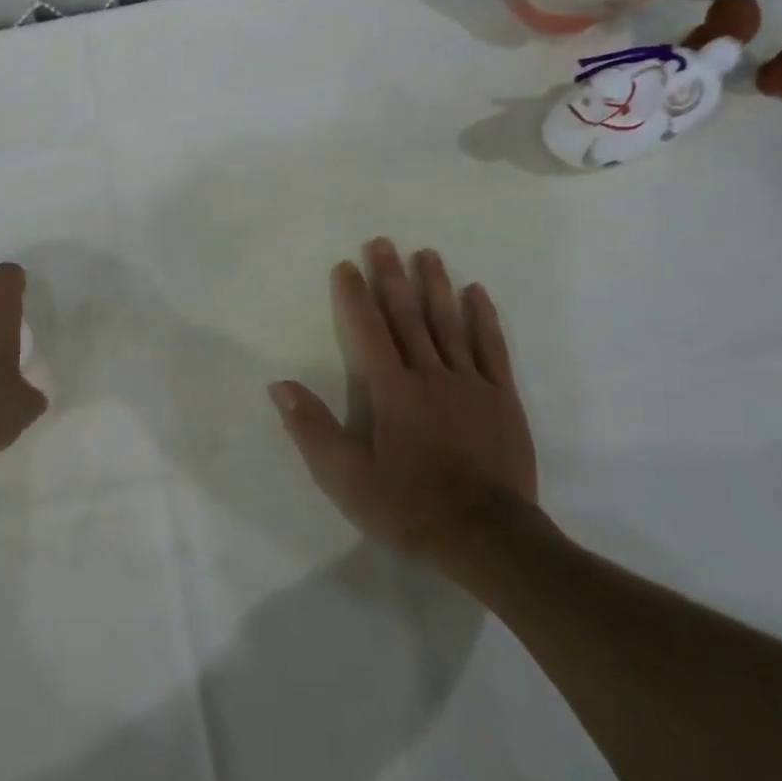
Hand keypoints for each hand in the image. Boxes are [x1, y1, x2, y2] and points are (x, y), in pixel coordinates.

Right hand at [270, 239, 538, 568]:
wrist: (489, 538)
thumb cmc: (411, 507)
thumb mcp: (349, 479)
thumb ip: (313, 429)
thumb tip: (280, 385)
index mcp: (392, 391)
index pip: (368, 331)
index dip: (354, 295)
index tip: (345, 264)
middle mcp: (430, 374)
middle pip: (407, 316)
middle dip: (391, 276)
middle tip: (382, 242)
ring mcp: (470, 383)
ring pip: (449, 322)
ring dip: (435, 285)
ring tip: (426, 253)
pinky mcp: (502, 398)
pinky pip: (492, 348)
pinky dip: (483, 318)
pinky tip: (476, 292)